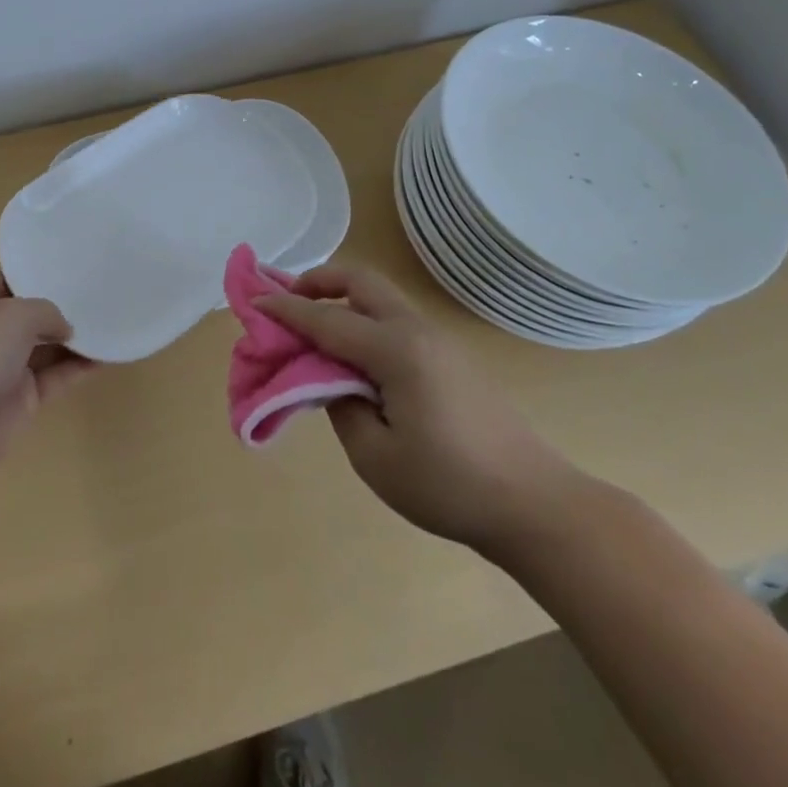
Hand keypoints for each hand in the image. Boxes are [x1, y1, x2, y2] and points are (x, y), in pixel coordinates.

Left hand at [0, 273, 93, 480]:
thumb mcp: (14, 315)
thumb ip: (47, 312)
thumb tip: (65, 328)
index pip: (7, 280)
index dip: (35, 272)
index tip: (71, 264)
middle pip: (30, 314)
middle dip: (61, 305)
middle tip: (101, 291)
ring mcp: (5, 367)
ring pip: (47, 347)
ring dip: (76, 338)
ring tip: (113, 320)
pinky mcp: (22, 399)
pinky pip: (57, 377)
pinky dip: (80, 368)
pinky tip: (109, 355)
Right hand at [254, 264, 584, 553]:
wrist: (534, 504)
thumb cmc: (449, 485)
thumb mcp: (375, 457)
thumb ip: (340, 406)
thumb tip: (328, 379)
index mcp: (396, 351)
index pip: (327, 320)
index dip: (286, 311)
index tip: (253, 304)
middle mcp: (417, 331)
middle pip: (360, 281)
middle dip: (318, 281)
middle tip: (289, 301)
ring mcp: (439, 341)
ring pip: (380, 297)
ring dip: (342, 298)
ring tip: (315, 326)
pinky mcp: (451, 357)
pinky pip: (395, 319)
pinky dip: (364, 318)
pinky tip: (354, 353)